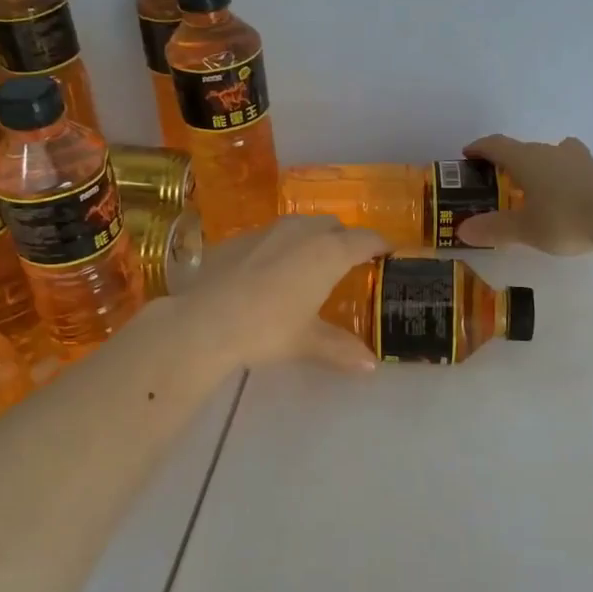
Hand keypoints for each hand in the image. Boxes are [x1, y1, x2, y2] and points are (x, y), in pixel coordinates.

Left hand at [183, 216, 388, 372]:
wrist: (204, 321)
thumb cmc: (267, 329)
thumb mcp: (307, 342)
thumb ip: (341, 348)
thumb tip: (371, 366)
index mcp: (328, 253)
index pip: (365, 239)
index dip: (380, 245)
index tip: (387, 254)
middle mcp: (302, 232)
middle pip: (333, 226)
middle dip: (344, 239)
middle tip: (347, 263)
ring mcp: (268, 230)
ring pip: (300, 225)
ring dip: (312, 238)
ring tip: (310, 263)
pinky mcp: (239, 238)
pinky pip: (271, 235)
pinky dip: (280, 247)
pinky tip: (269, 271)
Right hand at [455, 134, 592, 254]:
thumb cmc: (565, 217)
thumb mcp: (525, 229)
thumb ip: (495, 229)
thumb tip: (463, 230)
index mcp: (526, 159)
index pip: (496, 145)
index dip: (480, 148)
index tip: (468, 154)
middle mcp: (551, 152)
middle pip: (525, 149)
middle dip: (510, 161)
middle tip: (501, 180)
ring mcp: (579, 160)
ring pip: (553, 155)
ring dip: (541, 166)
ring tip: (537, 185)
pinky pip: (574, 169)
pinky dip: (564, 178)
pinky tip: (568, 197)